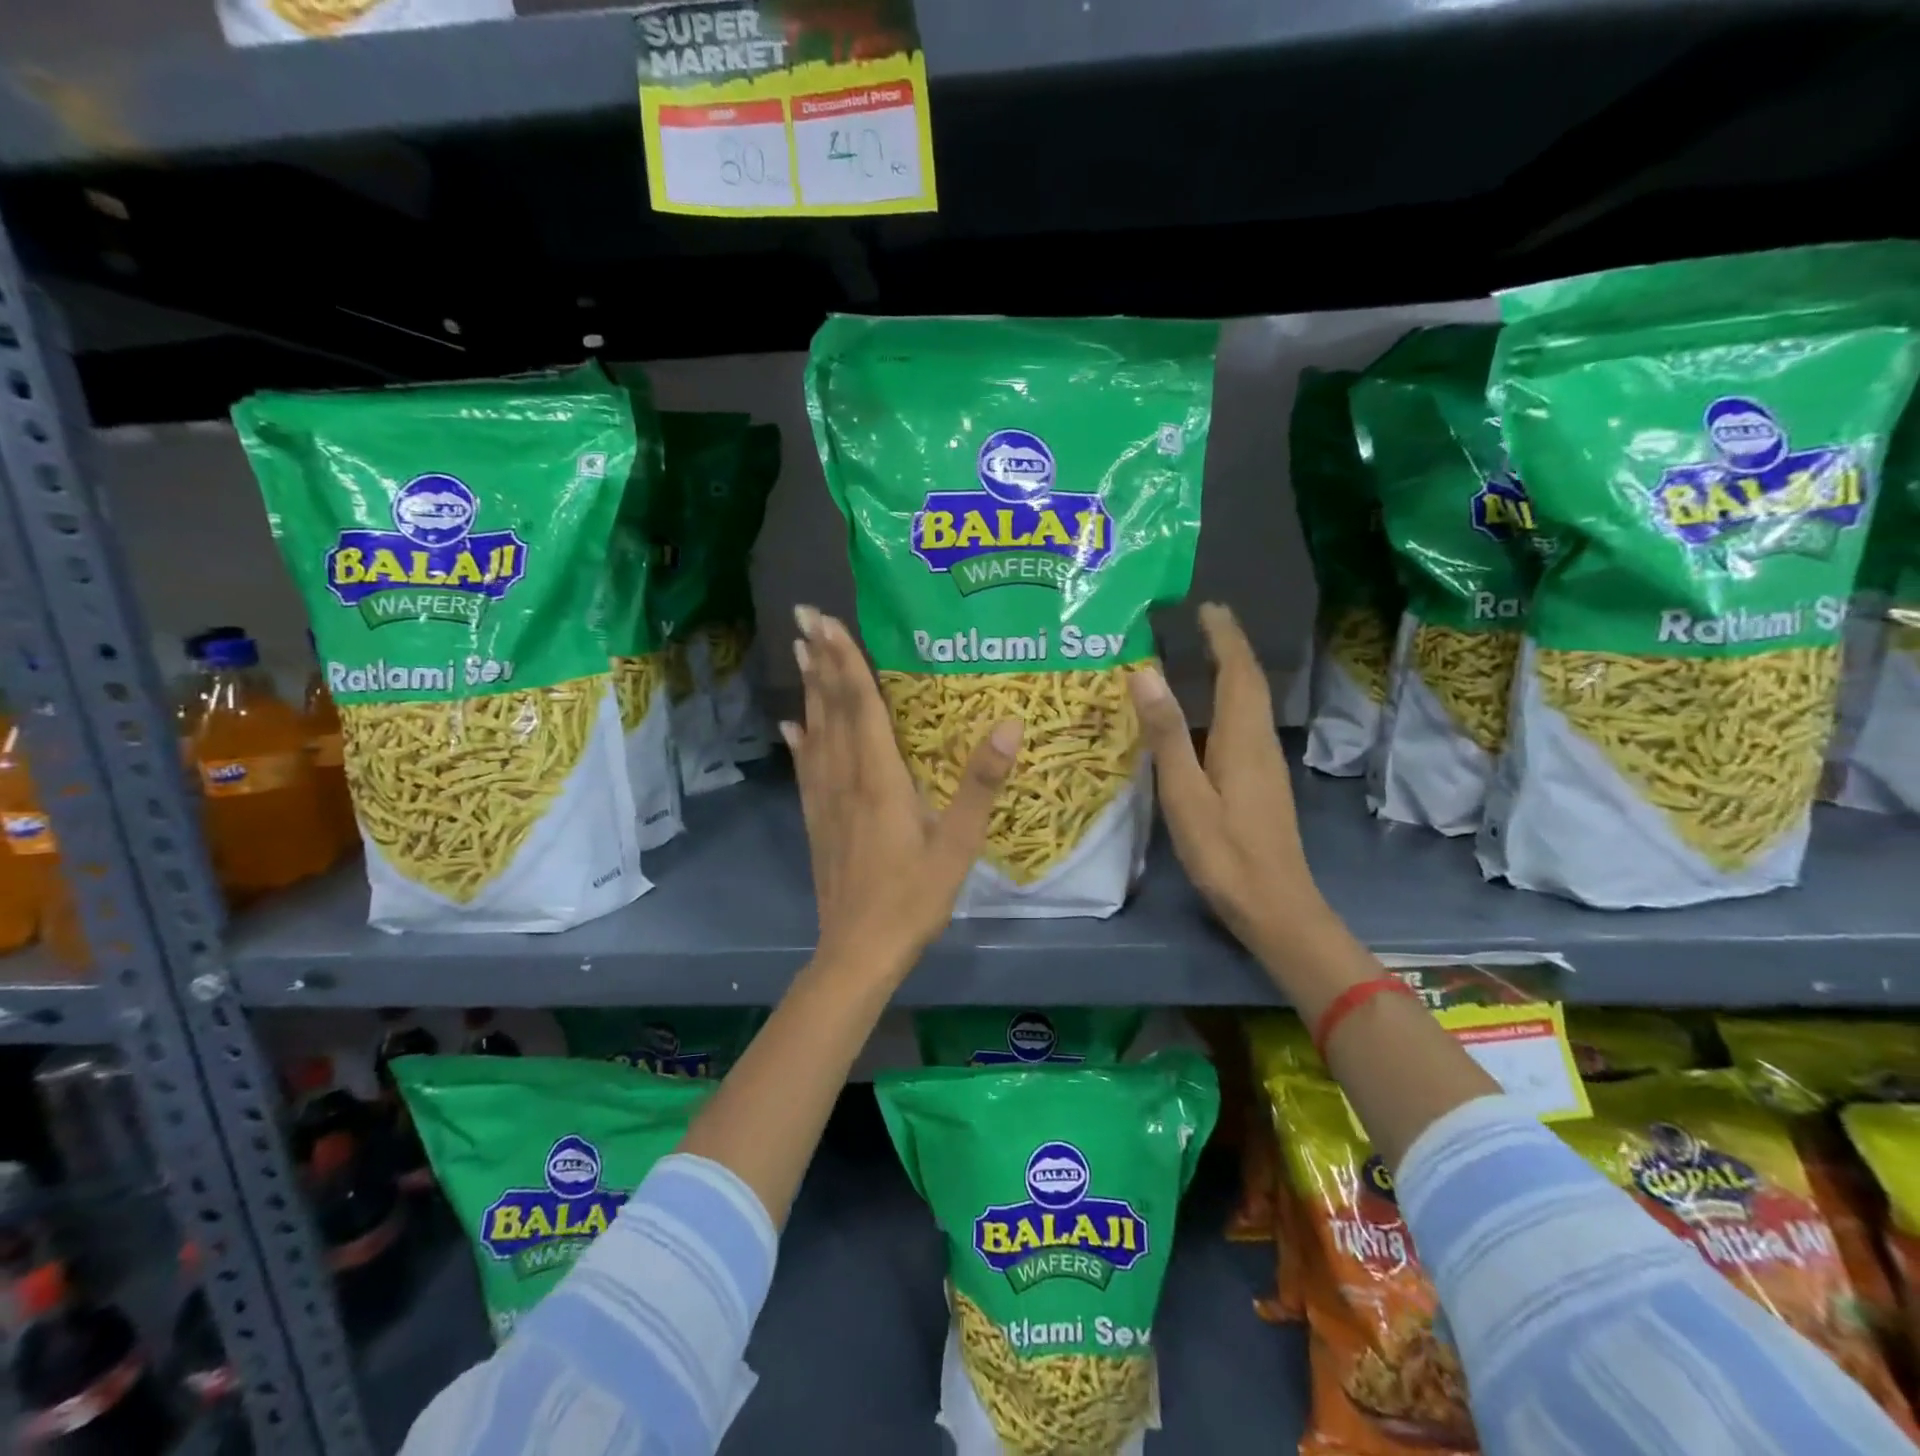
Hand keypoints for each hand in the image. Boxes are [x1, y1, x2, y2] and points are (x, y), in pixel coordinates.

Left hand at [782, 606, 1020, 981]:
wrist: (858, 951)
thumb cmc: (913, 899)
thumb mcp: (958, 845)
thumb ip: (980, 784)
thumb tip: (1009, 725)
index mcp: (880, 779)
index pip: (862, 706)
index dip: (845, 660)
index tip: (826, 621)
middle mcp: (845, 779)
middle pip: (832, 710)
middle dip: (820, 661)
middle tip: (804, 618)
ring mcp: (825, 801)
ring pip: (816, 733)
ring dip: (809, 690)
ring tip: (799, 653)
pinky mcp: (817, 821)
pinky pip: (806, 769)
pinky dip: (800, 741)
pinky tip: (792, 725)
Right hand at [1129, 603, 1324, 959]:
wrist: (1276, 907)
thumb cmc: (1225, 853)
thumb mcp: (1186, 794)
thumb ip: (1166, 734)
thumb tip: (1145, 673)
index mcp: (1243, 739)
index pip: (1238, 673)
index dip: (1225, 637)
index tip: (1208, 607)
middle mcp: (1260, 743)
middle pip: (1250, 683)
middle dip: (1231, 647)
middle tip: (1205, 621)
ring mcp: (1265, 765)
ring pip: (1250, 704)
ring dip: (1232, 673)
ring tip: (1204, 654)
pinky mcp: (1262, 784)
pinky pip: (1246, 726)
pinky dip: (1229, 703)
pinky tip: (1208, 716)